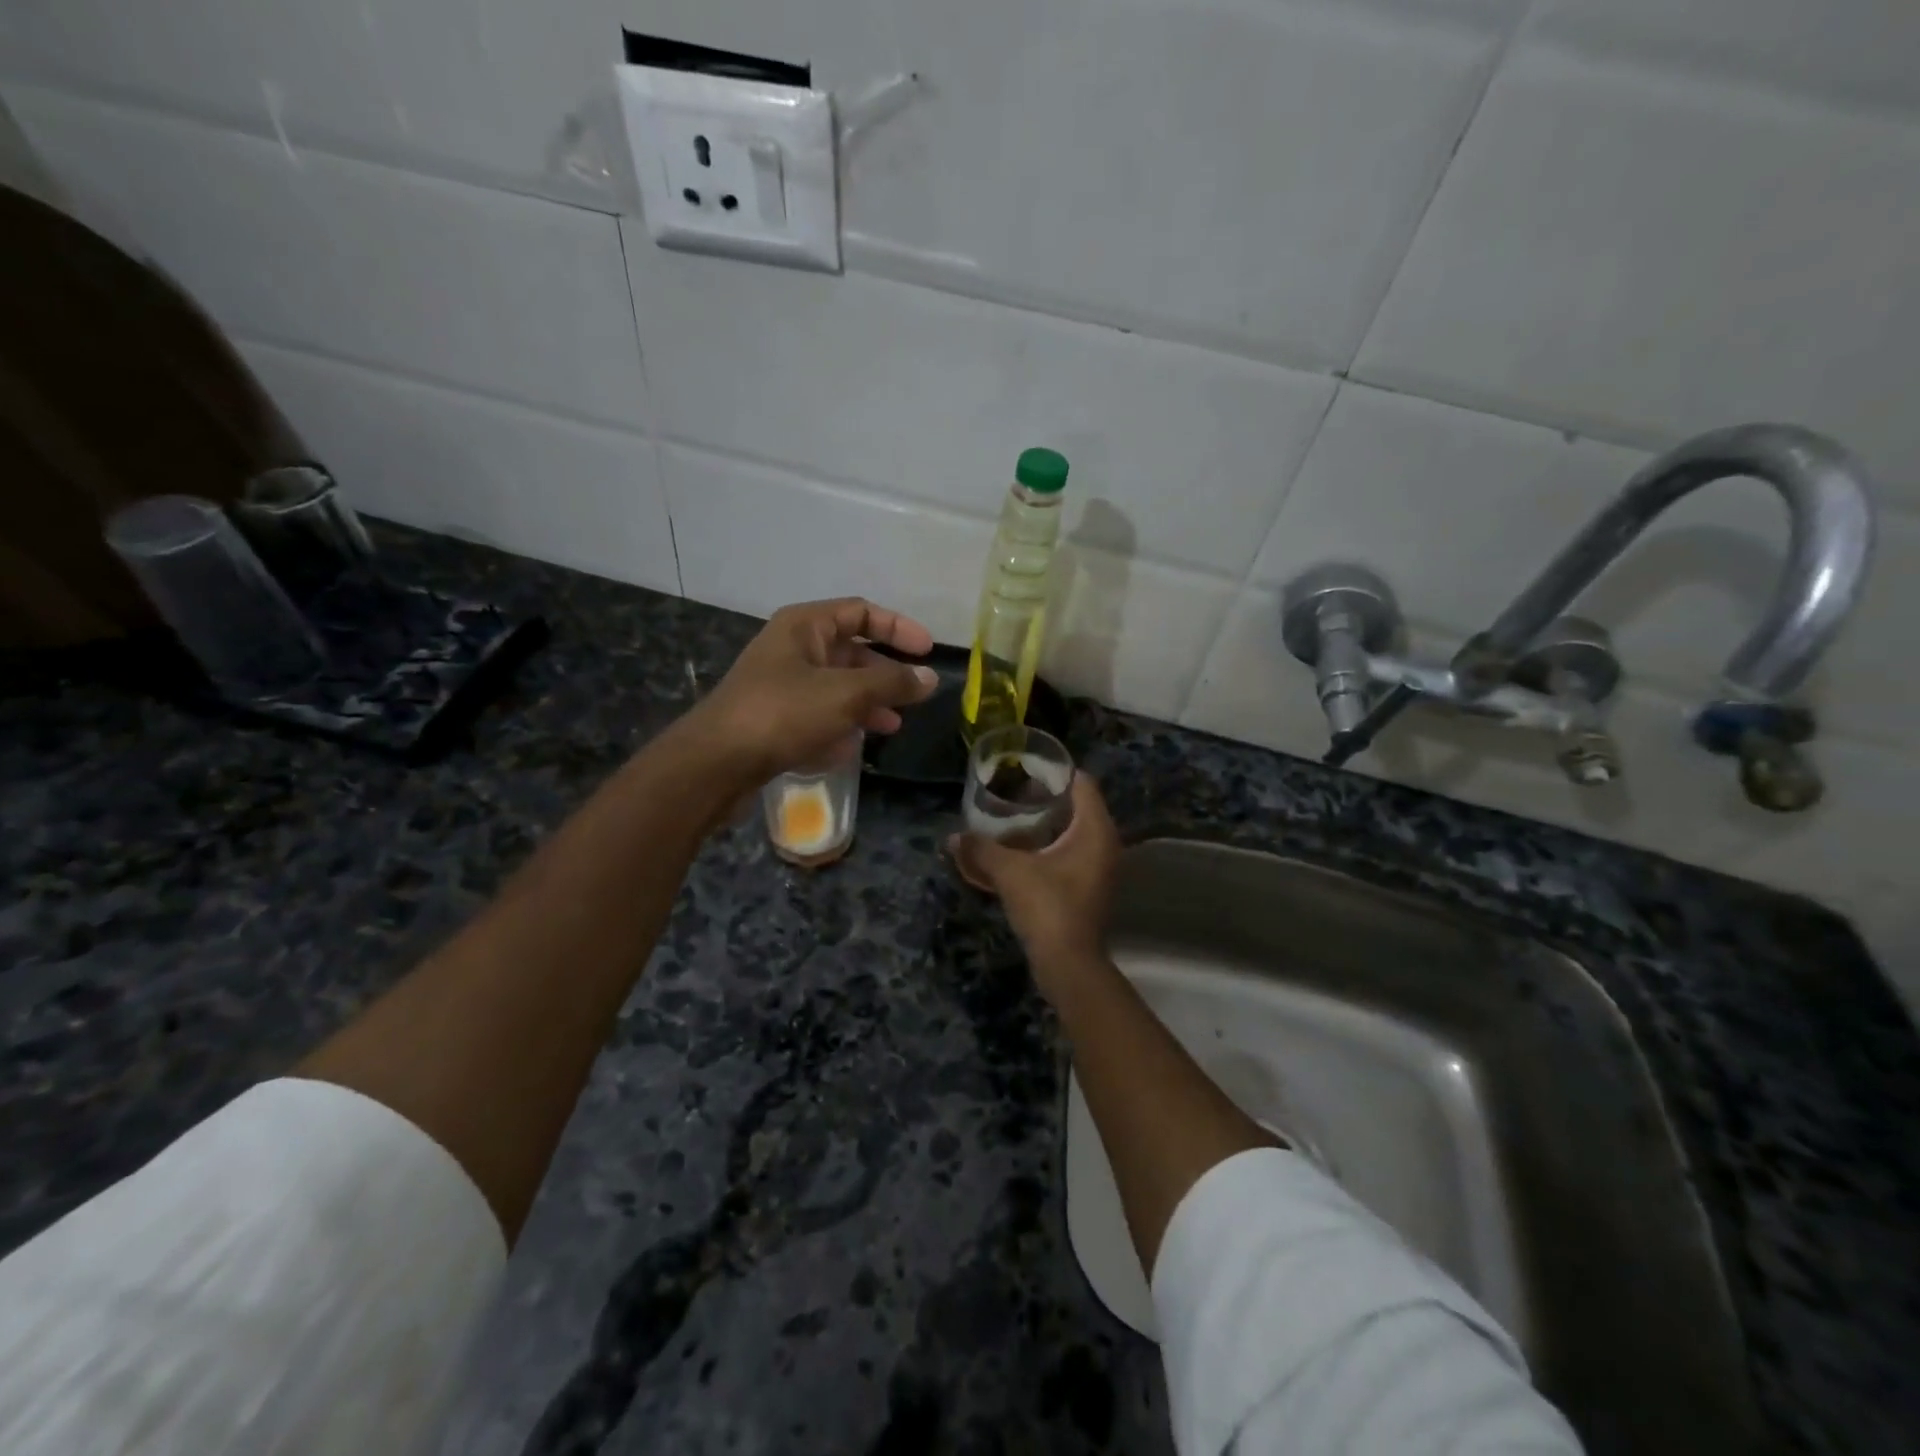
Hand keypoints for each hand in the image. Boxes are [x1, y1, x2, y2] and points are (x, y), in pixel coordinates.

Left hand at [687, 598, 937, 785]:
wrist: (716, 763)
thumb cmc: (783, 714)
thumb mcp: (846, 694)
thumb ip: (892, 683)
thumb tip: (929, 677)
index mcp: (804, 626)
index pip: (861, 611)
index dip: (898, 627)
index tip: (928, 650)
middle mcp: (792, 648)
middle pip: (851, 651)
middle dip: (884, 673)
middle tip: (914, 695)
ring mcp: (782, 685)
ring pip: (837, 686)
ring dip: (867, 703)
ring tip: (892, 726)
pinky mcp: (775, 718)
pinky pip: (818, 713)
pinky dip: (840, 725)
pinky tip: (853, 747)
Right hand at [952, 775, 1120, 998]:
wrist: (1068, 964)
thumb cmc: (1046, 906)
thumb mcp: (1009, 872)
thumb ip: (981, 849)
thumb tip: (953, 838)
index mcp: (1095, 830)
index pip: (1083, 783)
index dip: (1056, 773)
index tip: (1026, 770)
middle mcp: (1106, 844)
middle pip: (1080, 806)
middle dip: (1048, 798)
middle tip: (1015, 794)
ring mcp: (1102, 868)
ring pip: (1077, 832)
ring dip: (1049, 825)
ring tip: (1015, 820)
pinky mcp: (1092, 888)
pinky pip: (1073, 854)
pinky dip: (1052, 847)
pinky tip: (1025, 853)